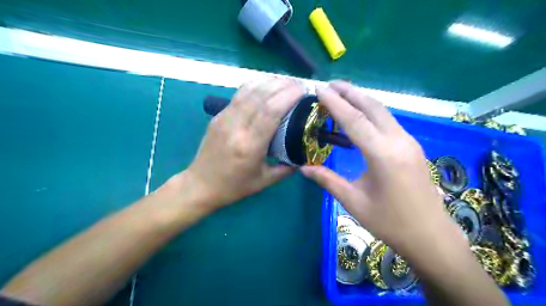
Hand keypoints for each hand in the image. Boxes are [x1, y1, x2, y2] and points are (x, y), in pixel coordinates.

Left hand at [183, 78, 302, 208]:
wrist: (200, 185)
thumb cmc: (233, 186)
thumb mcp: (264, 181)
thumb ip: (287, 168)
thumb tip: (304, 155)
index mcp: (249, 146)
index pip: (271, 111)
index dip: (288, 96)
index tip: (303, 91)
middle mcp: (236, 127)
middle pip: (261, 96)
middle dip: (283, 85)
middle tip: (299, 84)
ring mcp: (224, 119)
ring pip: (248, 90)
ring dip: (269, 81)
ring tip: (285, 81)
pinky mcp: (218, 116)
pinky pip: (238, 94)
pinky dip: (255, 85)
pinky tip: (266, 85)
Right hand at [298, 80, 464, 257]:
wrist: (430, 235)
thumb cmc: (390, 222)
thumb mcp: (353, 201)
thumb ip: (327, 180)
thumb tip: (303, 168)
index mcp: (383, 154)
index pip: (354, 120)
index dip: (335, 103)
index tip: (320, 88)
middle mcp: (398, 141)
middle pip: (372, 107)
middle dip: (350, 92)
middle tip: (330, 84)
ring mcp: (409, 142)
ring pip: (383, 111)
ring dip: (361, 99)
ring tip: (342, 93)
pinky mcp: (412, 146)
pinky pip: (388, 121)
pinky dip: (371, 112)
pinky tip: (359, 115)